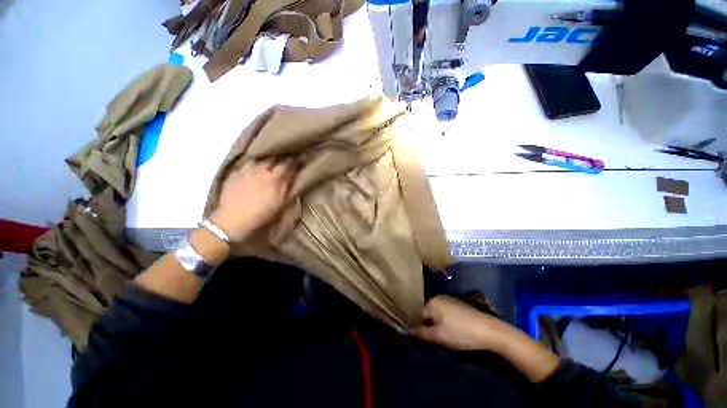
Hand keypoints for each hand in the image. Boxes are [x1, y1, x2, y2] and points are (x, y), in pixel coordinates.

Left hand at [211, 160, 295, 242]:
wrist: (232, 222)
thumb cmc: (261, 216)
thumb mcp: (280, 204)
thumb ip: (288, 187)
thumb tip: (294, 174)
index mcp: (274, 178)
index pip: (287, 164)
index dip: (294, 160)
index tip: (300, 157)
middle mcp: (260, 171)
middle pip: (272, 158)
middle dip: (280, 155)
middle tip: (286, 155)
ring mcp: (245, 171)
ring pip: (258, 158)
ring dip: (265, 157)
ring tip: (269, 158)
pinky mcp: (233, 175)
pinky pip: (245, 164)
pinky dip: (251, 163)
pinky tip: (252, 167)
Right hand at [413, 295, 503, 350]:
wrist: (489, 330)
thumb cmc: (460, 332)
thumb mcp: (439, 336)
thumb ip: (421, 333)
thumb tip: (408, 330)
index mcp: (431, 302)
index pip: (416, 313)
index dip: (416, 326)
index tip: (418, 337)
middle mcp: (437, 297)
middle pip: (425, 312)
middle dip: (426, 324)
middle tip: (430, 338)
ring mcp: (448, 299)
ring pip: (435, 312)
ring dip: (434, 323)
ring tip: (440, 335)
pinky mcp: (457, 304)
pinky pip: (443, 311)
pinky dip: (443, 320)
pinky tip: (450, 329)